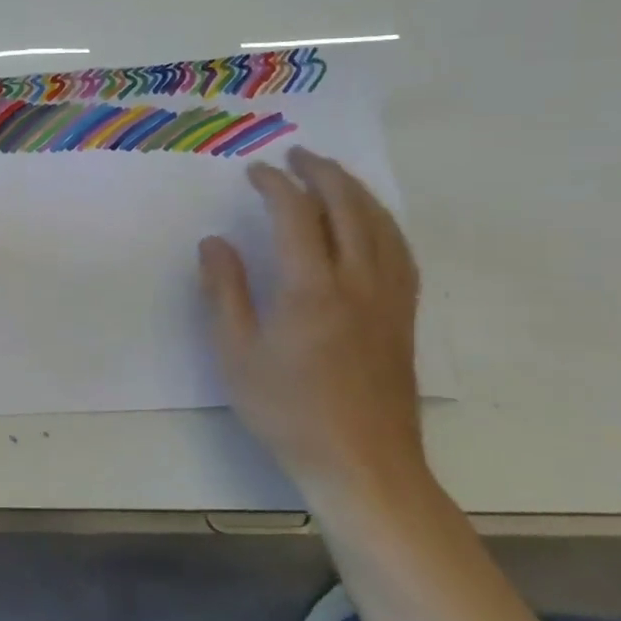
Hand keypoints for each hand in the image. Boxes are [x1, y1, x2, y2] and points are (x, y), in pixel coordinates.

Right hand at [197, 146, 426, 509]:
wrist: (362, 465)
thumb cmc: (289, 411)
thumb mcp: (237, 354)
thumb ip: (224, 291)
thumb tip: (215, 242)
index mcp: (311, 288)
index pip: (296, 213)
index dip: (275, 184)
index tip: (255, 172)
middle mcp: (358, 281)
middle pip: (347, 206)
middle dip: (321, 172)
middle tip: (297, 155)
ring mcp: (389, 297)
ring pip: (380, 223)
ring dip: (355, 190)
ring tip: (332, 174)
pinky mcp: (405, 315)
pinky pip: (400, 250)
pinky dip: (382, 221)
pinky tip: (371, 222)